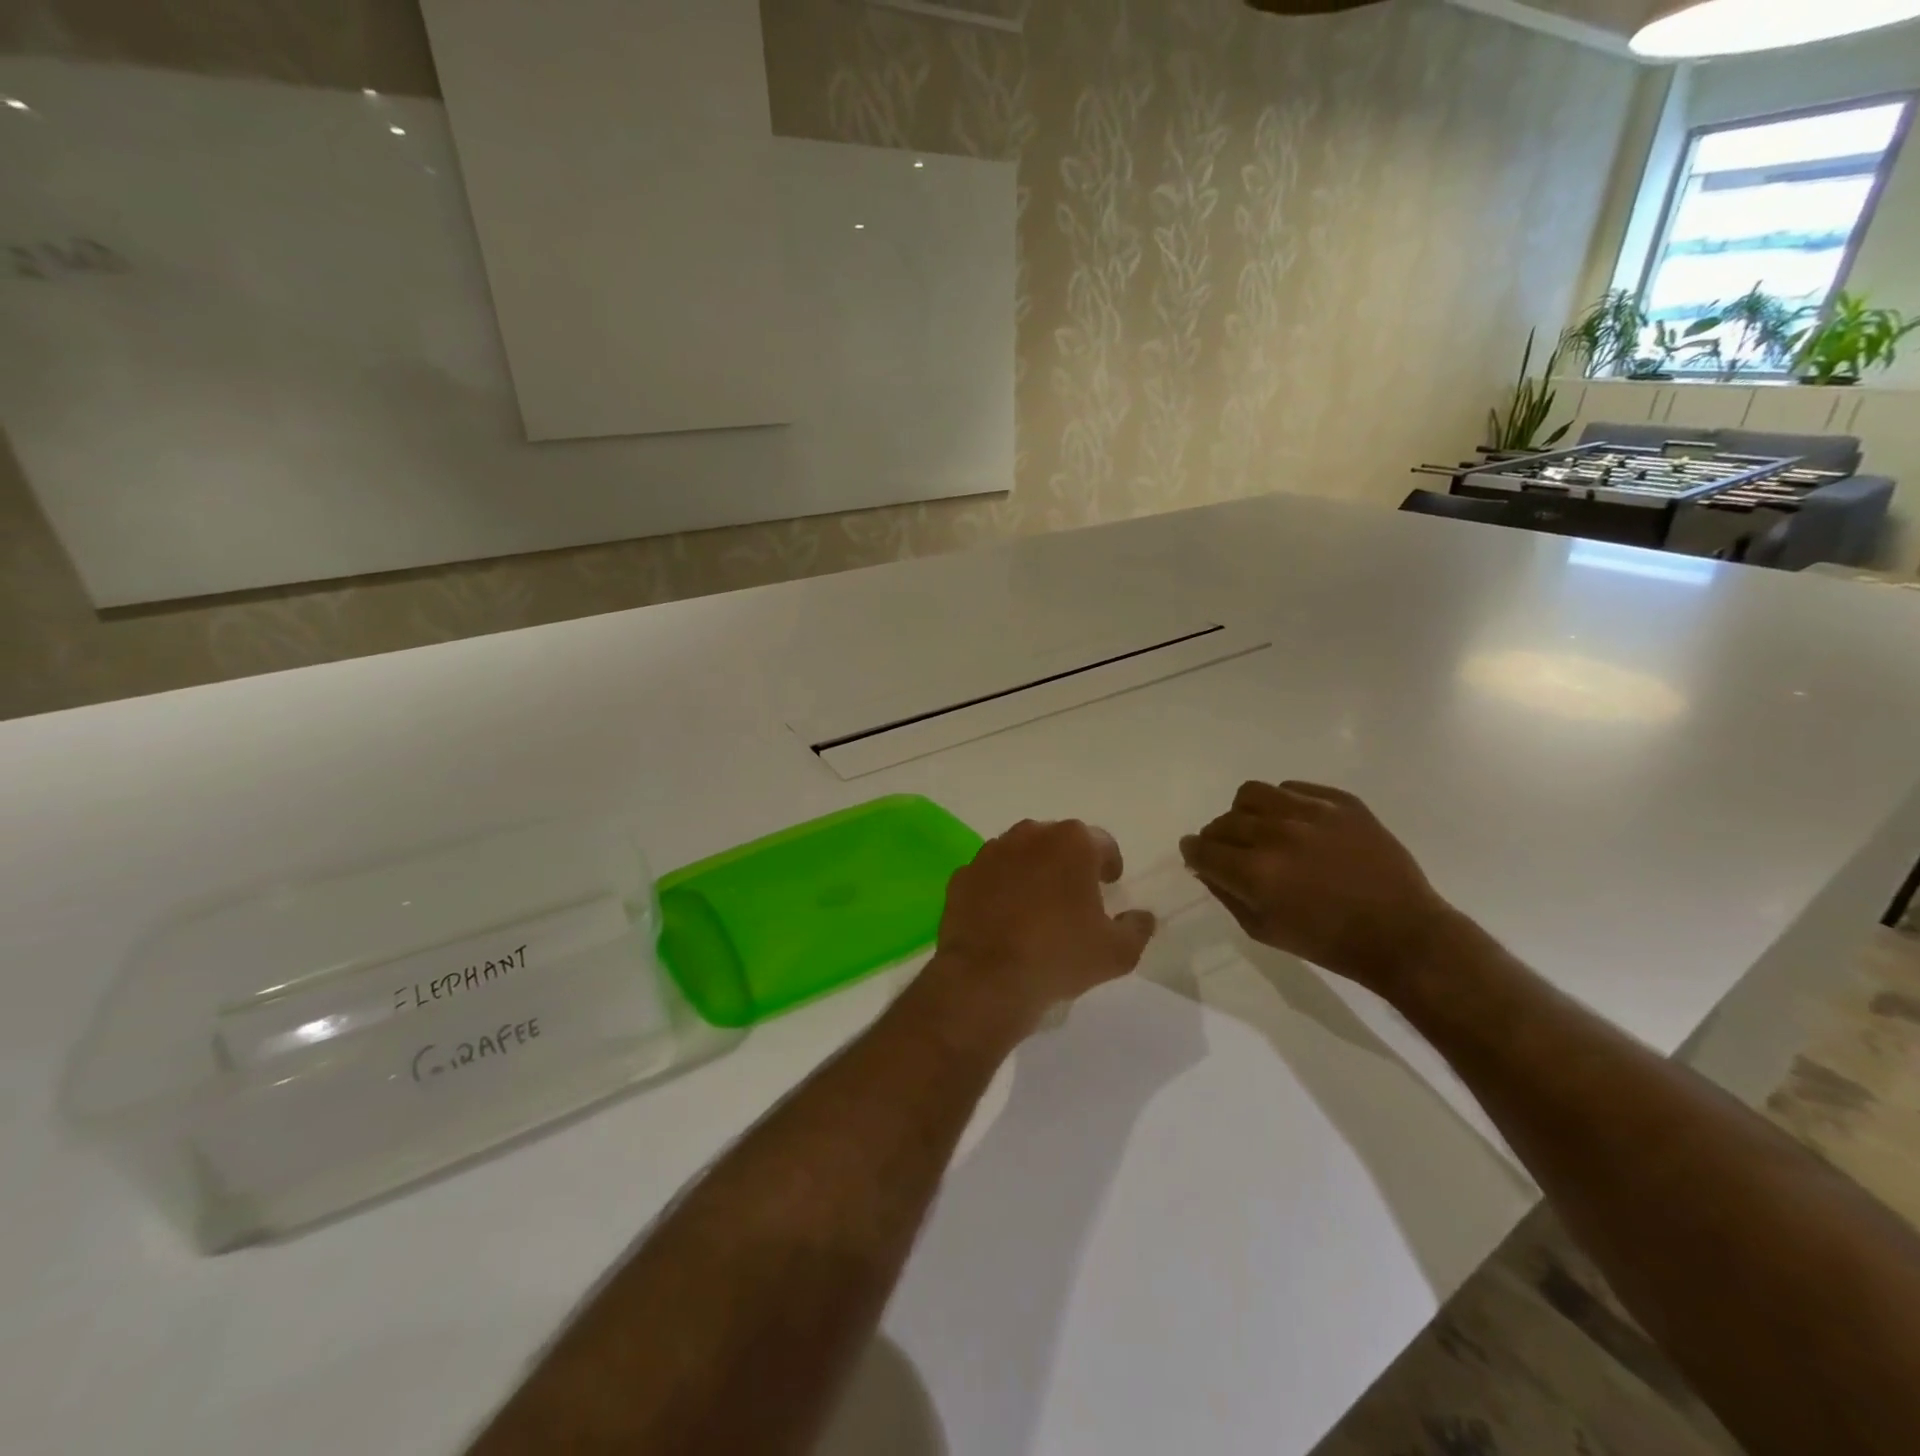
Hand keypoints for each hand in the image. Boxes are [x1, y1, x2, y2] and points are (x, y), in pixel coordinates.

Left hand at [921, 819, 1157, 1043]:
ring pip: (1020, 854)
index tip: (1109, 885)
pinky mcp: (963, 875)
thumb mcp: (1117, 952)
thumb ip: (1137, 928)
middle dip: (1068, 863)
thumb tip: (1142, 917)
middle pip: (1057, 842)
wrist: (987, 977)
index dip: (1109, 864)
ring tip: (1037, 907)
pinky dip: (998, 889)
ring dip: (1031, 872)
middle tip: (1074, 896)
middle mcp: (1030, 835)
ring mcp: (991, 852)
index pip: (1102, 843)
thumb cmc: (1060, 955)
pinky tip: (1003, 918)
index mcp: (1072, 842)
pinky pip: (989, 876)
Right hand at [1179, 781, 1458, 995]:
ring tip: (1260, 829)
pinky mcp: (1341, 802)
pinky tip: (1295, 823)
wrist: (1402, 934)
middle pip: (1223, 822)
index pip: (1202, 849)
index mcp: (1255, 873)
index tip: (1196, 855)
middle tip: (1231, 852)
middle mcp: (1277, 835)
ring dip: (1245, 813)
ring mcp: (1311, 812)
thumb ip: (1227, 894)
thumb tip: (1205, 867)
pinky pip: (1293, 788)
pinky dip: (1283, 802)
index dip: (1193, 853)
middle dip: (1217, 838)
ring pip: (1252, 794)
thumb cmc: (1329, 942)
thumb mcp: (1264, 931)